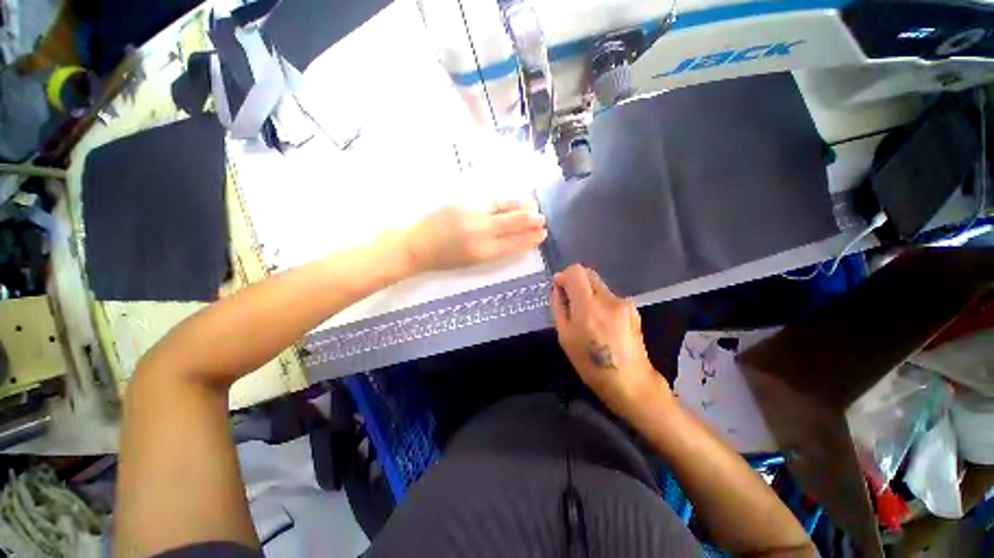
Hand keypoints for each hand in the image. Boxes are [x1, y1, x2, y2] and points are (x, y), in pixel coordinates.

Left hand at [405, 201, 546, 271]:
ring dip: (521, 208)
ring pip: (504, 210)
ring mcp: (473, 215)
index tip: (541, 236)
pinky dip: (506, 201)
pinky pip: (491, 202)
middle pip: (513, 224)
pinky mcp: (464, 203)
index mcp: (483, 253)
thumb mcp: (470, 261)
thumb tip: (511, 241)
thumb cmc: (442, 259)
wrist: (415, 245)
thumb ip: (492, 250)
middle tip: (543, 221)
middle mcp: (481, 233)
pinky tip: (514, 200)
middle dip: (530, 222)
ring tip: (533, 208)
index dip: (529, 240)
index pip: (513, 244)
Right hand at [551, 264, 671, 419]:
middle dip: (575, 283)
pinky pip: (609, 296)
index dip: (564, 276)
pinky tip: (602, 323)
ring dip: (588, 294)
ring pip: (598, 285)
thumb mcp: (565, 336)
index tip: (559, 290)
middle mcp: (608, 299)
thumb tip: (557, 287)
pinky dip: (600, 302)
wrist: (630, 382)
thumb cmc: (590, 364)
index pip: (576, 271)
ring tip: (587, 319)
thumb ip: (559, 306)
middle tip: (570, 303)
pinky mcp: (632, 308)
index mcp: (589, 307)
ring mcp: (624, 302)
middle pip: (588, 273)